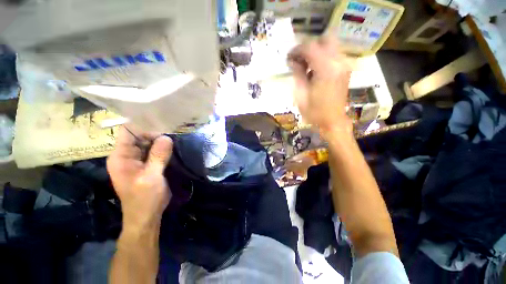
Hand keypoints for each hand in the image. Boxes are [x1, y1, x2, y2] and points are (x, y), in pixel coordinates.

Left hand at [107, 127, 172, 230]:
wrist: (146, 216)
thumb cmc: (145, 198)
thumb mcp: (151, 177)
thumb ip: (158, 156)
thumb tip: (166, 137)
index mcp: (120, 157)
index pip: (128, 132)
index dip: (144, 127)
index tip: (163, 126)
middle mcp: (126, 155)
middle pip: (139, 136)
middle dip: (155, 132)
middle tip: (173, 131)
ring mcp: (136, 160)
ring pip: (147, 143)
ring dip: (160, 140)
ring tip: (175, 135)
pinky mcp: (146, 164)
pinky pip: (153, 151)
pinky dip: (162, 147)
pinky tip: (173, 145)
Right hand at [288, 36, 353, 134]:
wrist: (332, 121)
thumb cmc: (314, 112)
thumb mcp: (300, 95)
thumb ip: (297, 74)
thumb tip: (293, 61)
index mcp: (326, 69)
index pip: (310, 47)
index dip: (297, 50)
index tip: (289, 58)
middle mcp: (338, 62)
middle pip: (324, 39)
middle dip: (309, 47)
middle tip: (299, 59)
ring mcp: (344, 65)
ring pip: (330, 45)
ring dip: (315, 51)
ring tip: (305, 66)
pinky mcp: (345, 69)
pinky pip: (333, 54)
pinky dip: (322, 57)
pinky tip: (314, 70)